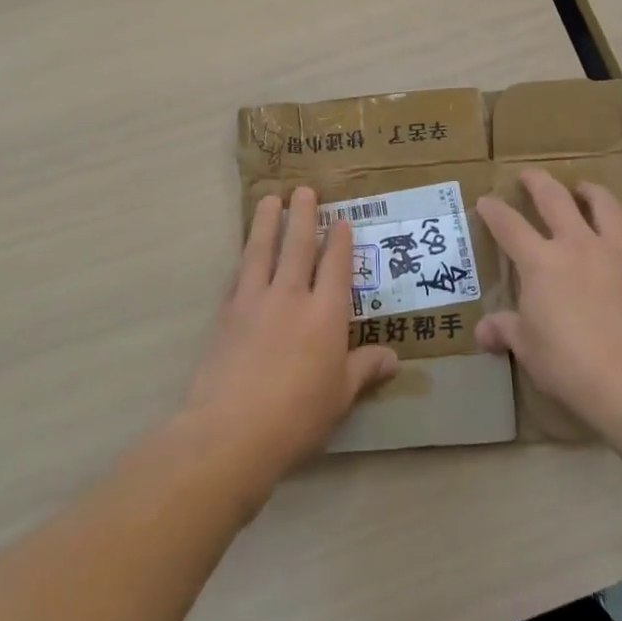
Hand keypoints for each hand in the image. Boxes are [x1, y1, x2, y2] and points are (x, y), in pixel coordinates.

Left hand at [184, 189, 397, 486]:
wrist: (230, 431)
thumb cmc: (297, 417)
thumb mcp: (340, 397)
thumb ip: (365, 370)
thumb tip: (394, 359)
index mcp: (326, 314)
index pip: (336, 266)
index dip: (340, 240)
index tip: (341, 219)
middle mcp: (292, 297)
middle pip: (298, 246)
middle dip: (303, 215)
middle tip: (304, 189)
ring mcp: (255, 301)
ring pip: (262, 250)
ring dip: (267, 222)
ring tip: (270, 199)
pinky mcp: (227, 314)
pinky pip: (238, 276)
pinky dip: (243, 259)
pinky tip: (243, 252)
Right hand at [475, 170, 621, 429]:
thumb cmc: (569, 363)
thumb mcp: (528, 349)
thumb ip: (506, 331)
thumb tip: (483, 332)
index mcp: (540, 262)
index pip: (509, 225)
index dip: (494, 210)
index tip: (486, 200)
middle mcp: (578, 245)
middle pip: (555, 199)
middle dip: (538, 182)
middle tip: (530, 175)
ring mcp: (619, 254)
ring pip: (606, 207)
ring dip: (592, 193)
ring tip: (585, 189)